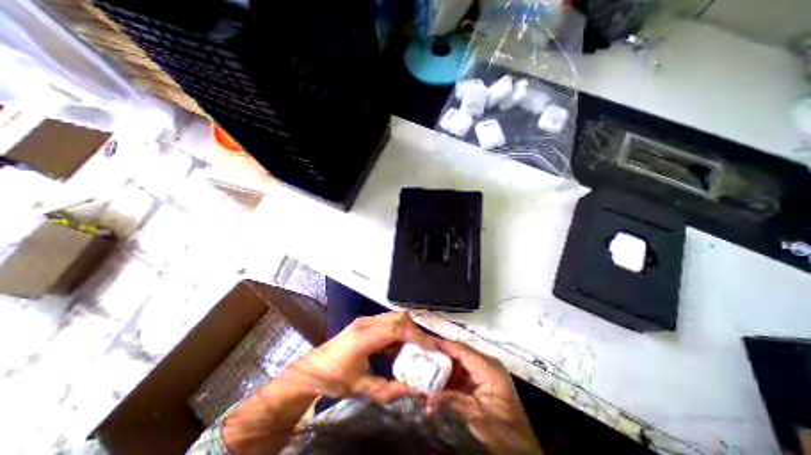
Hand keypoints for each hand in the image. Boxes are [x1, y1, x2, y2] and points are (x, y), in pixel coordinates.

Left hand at [278, 312, 437, 403]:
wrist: (312, 370)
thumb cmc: (335, 379)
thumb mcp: (363, 388)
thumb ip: (390, 389)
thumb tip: (415, 388)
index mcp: (363, 337)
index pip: (396, 328)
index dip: (416, 336)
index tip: (431, 347)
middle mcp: (366, 322)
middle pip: (398, 317)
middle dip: (416, 329)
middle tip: (428, 346)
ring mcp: (365, 320)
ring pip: (394, 316)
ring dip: (409, 328)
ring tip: (418, 346)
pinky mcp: (365, 322)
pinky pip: (388, 321)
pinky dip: (399, 330)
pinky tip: (401, 345)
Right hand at [430, 341, 543, 453]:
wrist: (520, 450)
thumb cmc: (502, 431)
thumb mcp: (475, 415)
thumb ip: (450, 401)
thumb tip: (426, 397)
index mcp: (489, 367)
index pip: (461, 350)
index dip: (443, 345)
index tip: (425, 343)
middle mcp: (486, 365)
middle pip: (458, 355)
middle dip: (440, 358)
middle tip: (421, 357)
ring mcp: (483, 373)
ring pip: (458, 365)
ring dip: (443, 370)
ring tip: (425, 371)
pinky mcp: (480, 382)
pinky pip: (461, 375)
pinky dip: (449, 380)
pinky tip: (436, 385)